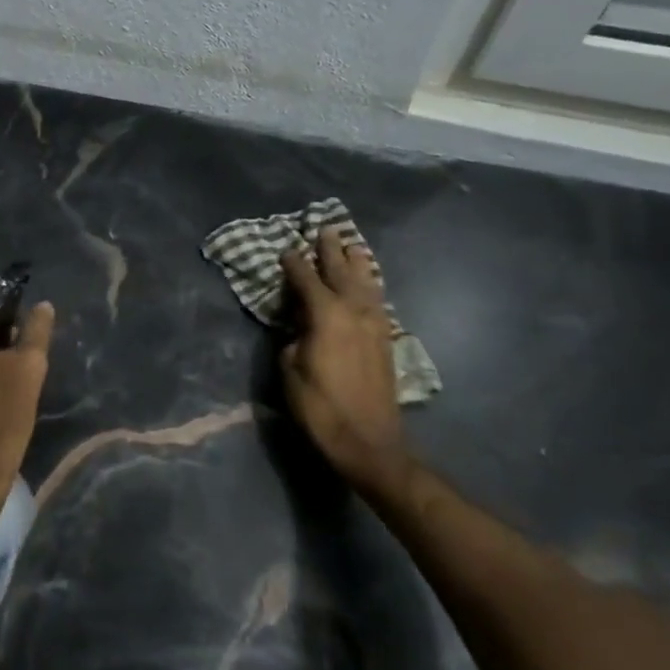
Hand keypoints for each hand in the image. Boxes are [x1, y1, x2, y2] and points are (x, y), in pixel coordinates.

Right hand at [279, 226, 409, 498]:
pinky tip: (368, 282)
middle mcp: (353, 310)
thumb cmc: (321, 407)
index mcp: (326, 314)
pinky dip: (370, 284)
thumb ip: (293, 338)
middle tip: (324, 228)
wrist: (369, 441)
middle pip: (341, 270)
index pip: (306, 278)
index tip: (285, 249)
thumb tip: (300, 327)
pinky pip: (377, 300)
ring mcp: (374, 324)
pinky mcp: (385, 339)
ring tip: (351, 244)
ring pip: (366, 282)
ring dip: (356, 262)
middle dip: (331, 250)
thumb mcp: (290, 370)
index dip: (293, 263)